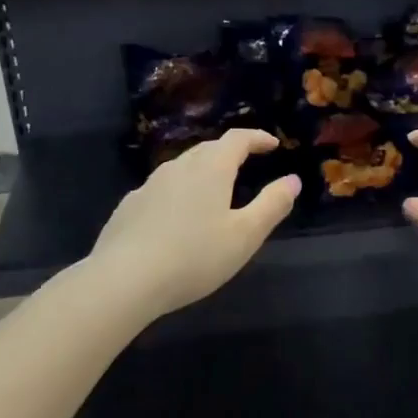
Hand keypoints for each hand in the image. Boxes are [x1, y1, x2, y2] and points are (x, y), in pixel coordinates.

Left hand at [88, 129, 300, 319]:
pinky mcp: (129, 206)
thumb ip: (272, 205)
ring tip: (214, 190)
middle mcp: (178, 167)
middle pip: (207, 149)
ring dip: (202, 171)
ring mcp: (149, 185)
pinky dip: (178, 193)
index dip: (257, 138)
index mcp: (210, 168)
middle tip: (246, 163)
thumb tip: (293, 180)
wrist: (125, 279)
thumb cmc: (194, 256)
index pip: (237, 139)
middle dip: (230, 152)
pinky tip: (177, 217)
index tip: (272, 144)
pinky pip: (161, 190)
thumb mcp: (245, 235)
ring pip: (182, 168)